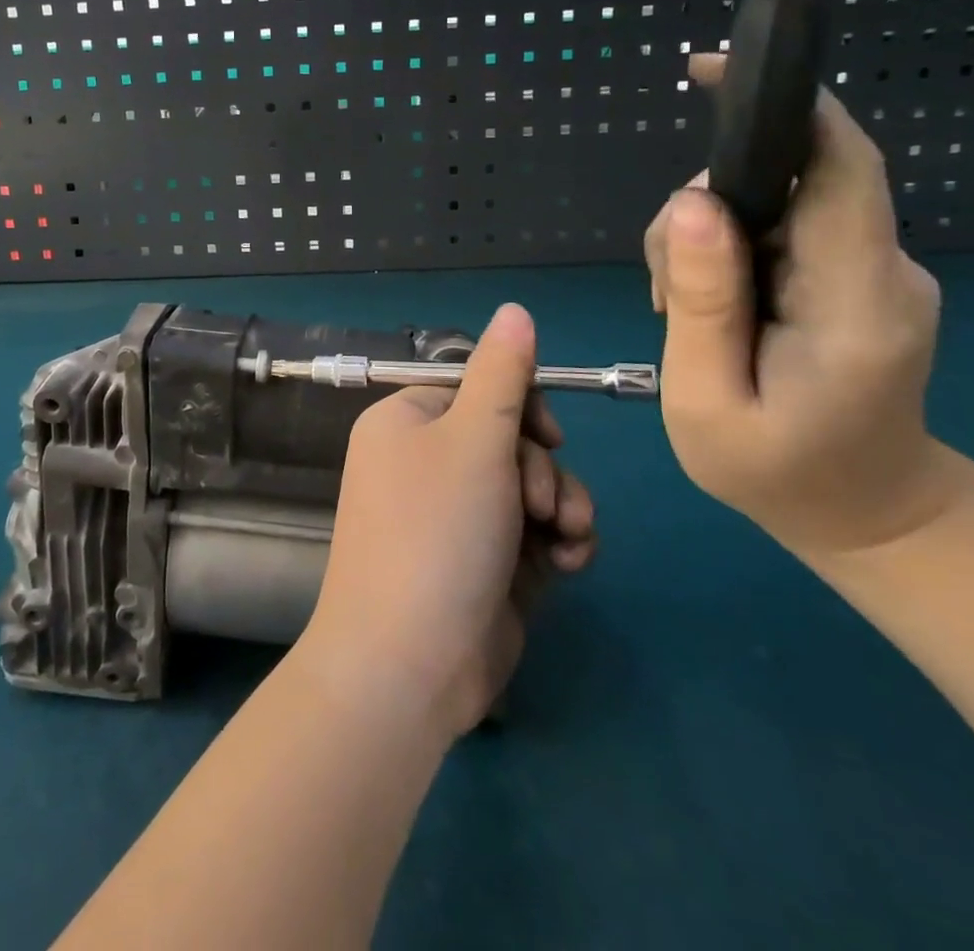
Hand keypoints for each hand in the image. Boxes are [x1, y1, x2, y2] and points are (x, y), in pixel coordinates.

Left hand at [300, 304, 597, 739]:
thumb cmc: (437, 532)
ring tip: (561, 537)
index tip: (547, 435)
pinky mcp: (483, 562)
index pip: (475, 387)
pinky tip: (567, 563)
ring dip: (560, 505)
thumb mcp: (474, 439)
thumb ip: (502, 373)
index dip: (520, 406)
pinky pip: (531, 531)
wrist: (409, 664)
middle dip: (541, 468)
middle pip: (509, 437)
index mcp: (406, 421)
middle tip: (541, 502)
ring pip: (529, 485)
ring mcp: (454, 516)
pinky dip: (556, 542)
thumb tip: (514, 309)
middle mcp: (424, 462)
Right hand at [645, 54, 959, 555]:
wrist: (869, 515)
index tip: (711, 71)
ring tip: (680, 311)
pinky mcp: (855, 274)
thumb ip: (701, 302)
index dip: (783, 106)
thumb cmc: (779, 472)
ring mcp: (875, 269)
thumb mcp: (707, 401)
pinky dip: (728, 250)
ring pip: (774, 204)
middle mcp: (882, 268)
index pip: (840, 167)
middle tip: (663, 291)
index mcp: (856, 301)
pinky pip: (782, 229)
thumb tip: (689, 201)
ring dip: (706, 237)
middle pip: (788, 182)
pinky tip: (709, 305)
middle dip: (704, 209)